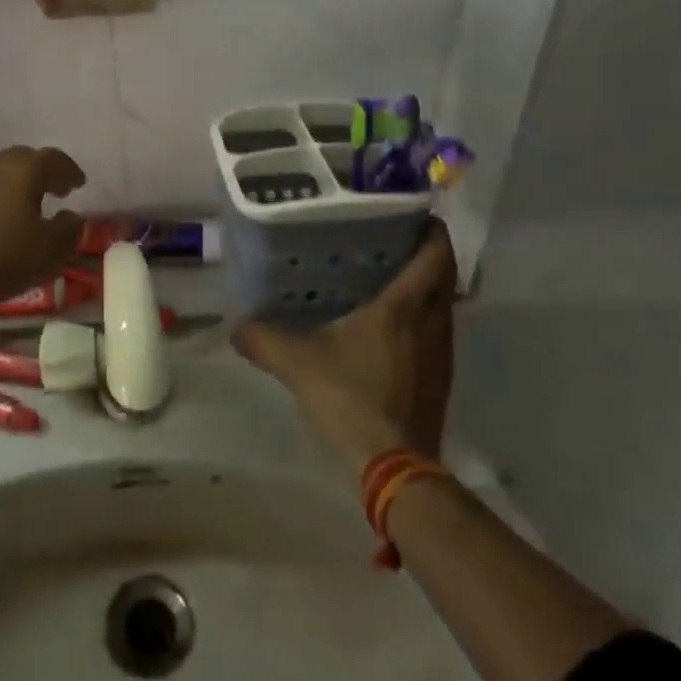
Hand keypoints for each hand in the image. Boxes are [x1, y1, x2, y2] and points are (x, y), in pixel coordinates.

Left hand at [0, 146, 86, 307]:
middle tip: (57, 190)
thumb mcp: (50, 250)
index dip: (69, 171)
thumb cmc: (2, 257)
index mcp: (24, 168)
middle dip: (44, 172)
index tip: (79, 184)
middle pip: (25, 159)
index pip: (54, 159)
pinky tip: (2, 218)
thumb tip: (71, 216)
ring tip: (30, 205)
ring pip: (2, 172)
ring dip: (20, 183)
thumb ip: (69, 230)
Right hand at [234, 221, 458, 472]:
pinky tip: (388, 326)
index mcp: (404, 307)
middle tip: (388, 239)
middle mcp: (432, 323)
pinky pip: (436, 332)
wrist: (394, 468)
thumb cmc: (350, 398)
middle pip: (444, 275)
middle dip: (425, 252)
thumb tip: (235, 325)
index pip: (435, 254)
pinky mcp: (440, 380)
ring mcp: (441, 354)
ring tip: (385, 275)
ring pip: (442, 305)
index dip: (430, 228)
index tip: (410, 211)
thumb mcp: (298, 364)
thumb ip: (264, 339)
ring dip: (425, 286)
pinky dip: (421, 317)